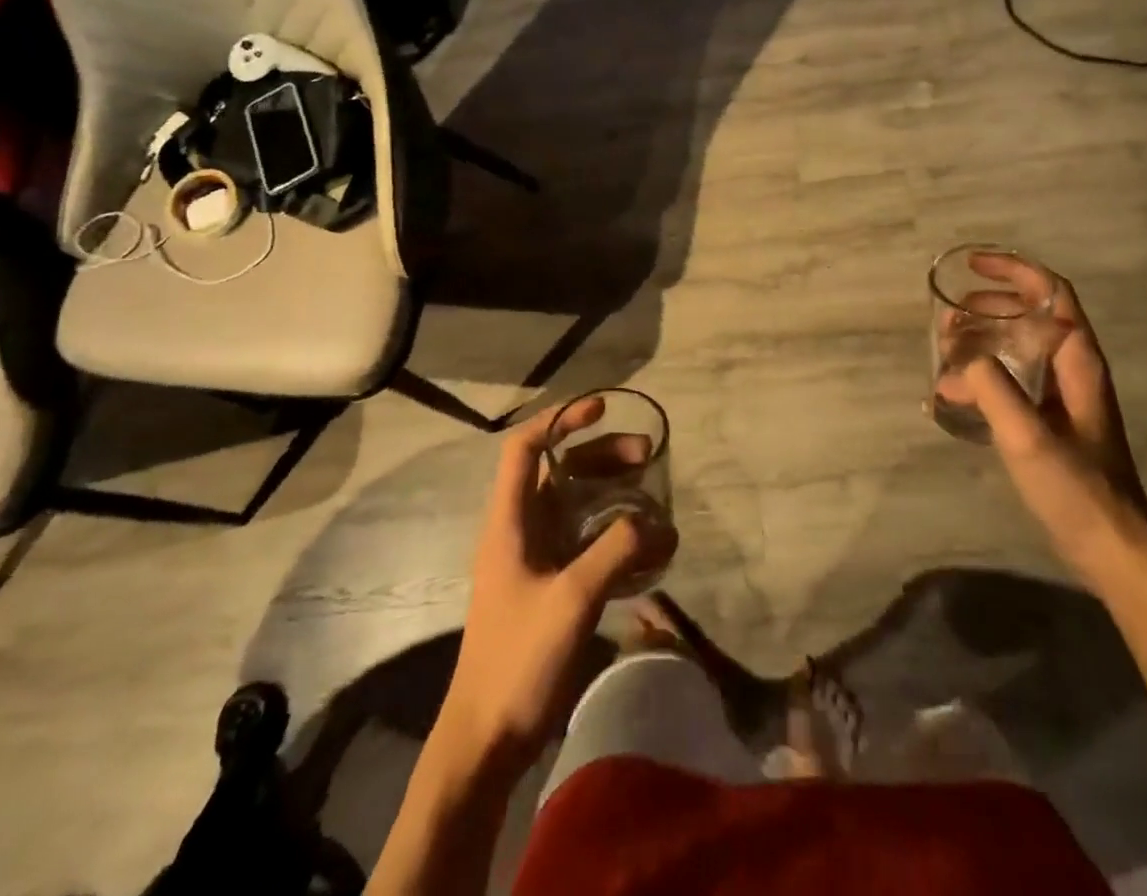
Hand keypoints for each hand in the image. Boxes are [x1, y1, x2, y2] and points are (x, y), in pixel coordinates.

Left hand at [436, 397, 676, 769]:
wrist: (486, 738)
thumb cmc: (518, 659)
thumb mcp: (571, 598)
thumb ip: (616, 550)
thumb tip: (660, 521)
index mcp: (509, 521)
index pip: (525, 448)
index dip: (560, 419)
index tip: (601, 409)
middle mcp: (521, 530)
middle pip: (560, 472)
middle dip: (602, 456)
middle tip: (646, 455)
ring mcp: (536, 559)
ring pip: (577, 506)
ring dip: (613, 495)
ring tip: (653, 496)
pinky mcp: (551, 587)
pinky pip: (587, 543)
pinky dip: (615, 534)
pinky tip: (647, 547)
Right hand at [936, 266, 1146, 583]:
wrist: (1114, 549)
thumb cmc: (1077, 489)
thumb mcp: (1028, 435)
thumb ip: (992, 389)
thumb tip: (959, 363)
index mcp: (1078, 361)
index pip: (1051, 293)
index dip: (1013, 270)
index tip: (971, 267)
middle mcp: (1073, 369)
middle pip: (1032, 315)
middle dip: (988, 306)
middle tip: (948, 316)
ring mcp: (1064, 396)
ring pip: (1020, 346)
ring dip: (984, 337)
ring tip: (946, 348)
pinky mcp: (1052, 421)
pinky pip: (1014, 377)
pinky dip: (984, 372)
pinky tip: (958, 392)